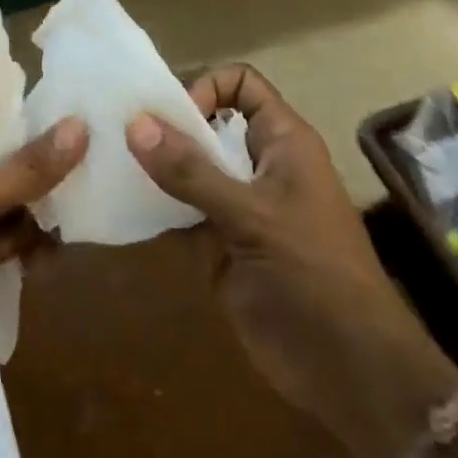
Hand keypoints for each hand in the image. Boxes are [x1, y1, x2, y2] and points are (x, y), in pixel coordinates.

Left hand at [0, 119, 87, 457]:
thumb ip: (26, 170)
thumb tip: (80, 125)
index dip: (14, 121)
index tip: (63, 109)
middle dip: (37, 169)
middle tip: (87, 153)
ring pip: (13, 210)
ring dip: (40, 212)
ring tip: (76, 206)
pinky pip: (17, 248)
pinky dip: (36, 249)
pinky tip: (56, 253)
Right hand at [125, 66, 408, 426]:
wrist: (348, 372)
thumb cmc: (313, 274)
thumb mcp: (252, 216)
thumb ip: (192, 172)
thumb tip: (135, 123)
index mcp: (282, 142)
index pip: (242, 85)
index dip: (207, 89)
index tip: (173, 118)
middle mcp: (258, 166)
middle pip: (208, 125)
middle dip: (167, 126)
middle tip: (117, 133)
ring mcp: (238, 208)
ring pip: (190, 170)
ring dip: (155, 167)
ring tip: (108, 162)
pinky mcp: (220, 247)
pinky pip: (181, 214)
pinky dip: (155, 209)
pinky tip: (121, 207)